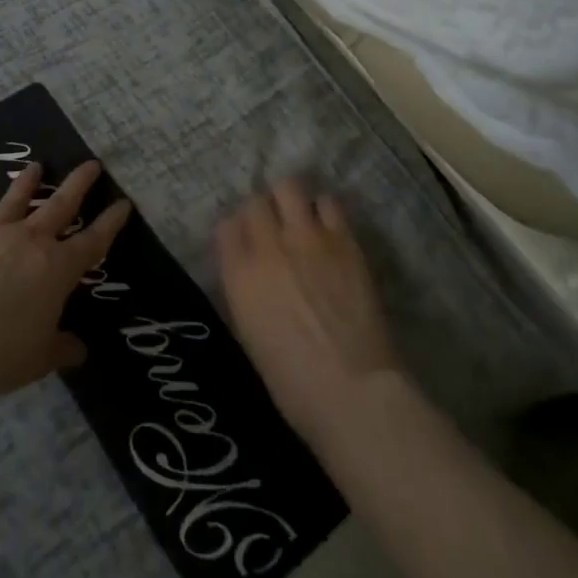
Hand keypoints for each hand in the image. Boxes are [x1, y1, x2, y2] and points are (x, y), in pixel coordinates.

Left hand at [0, 161, 131, 397]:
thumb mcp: (39, 358)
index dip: (111, 222)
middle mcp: (32, 241)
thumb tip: (78, 350)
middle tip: (91, 163)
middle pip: (61, 204)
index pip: (94, 241)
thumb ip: (60, 349)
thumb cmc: (2, 350)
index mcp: (59, 268)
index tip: (123, 203)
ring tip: (35, 166)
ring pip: (18, 199)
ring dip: (28, 182)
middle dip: (79, 183)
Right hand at [217, 180, 402, 446]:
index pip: (226, 226)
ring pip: (289, 187)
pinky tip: (330, 230)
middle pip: (256, 201)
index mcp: (238, 274)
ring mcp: (306, 237)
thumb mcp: (250, 334)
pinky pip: (329, 203)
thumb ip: (246, 291)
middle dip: (263, 212)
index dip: (237, 233)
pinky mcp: (343, 239)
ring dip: (291, 201)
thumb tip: (252, 274)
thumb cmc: (292, 382)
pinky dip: (325, 211)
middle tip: (275, 230)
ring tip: (301, 220)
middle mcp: (267, 245)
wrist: (351, 390)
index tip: (246, 244)